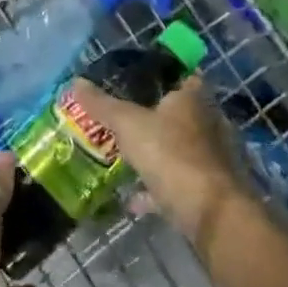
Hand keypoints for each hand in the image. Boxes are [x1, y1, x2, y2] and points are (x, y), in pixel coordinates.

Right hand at [67, 76, 248, 251]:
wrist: (210, 212)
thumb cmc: (171, 154)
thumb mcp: (128, 124)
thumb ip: (102, 104)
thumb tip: (75, 82)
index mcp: (193, 98)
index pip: (182, 74)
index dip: (160, 75)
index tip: (134, 80)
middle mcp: (208, 122)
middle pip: (179, 113)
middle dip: (153, 116)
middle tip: (122, 118)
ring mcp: (211, 157)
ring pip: (178, 148)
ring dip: (155, 153)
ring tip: (124, 156)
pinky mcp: (209, 188)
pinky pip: (177, 182)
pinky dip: (156, 188)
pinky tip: (132, 198)